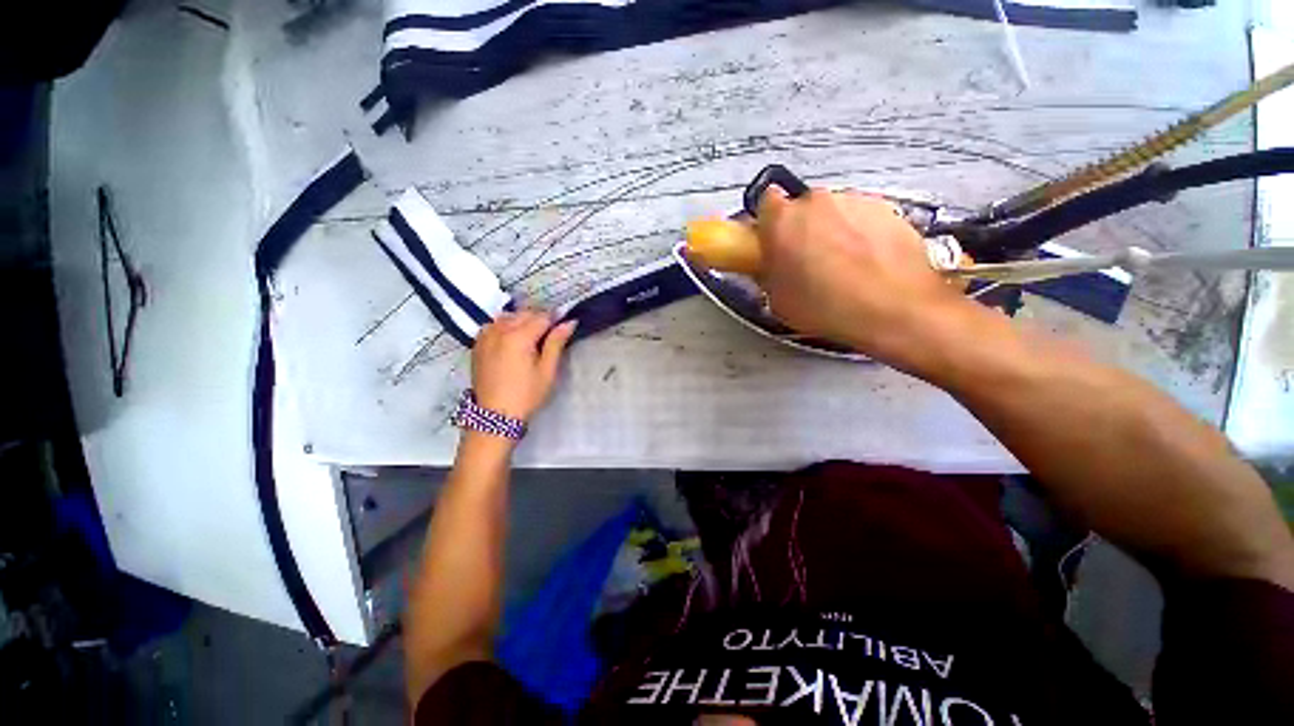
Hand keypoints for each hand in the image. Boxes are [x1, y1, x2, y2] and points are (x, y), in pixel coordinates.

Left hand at [470, 311, 576, 421]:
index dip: (556, 319)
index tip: (565, 326)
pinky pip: (494, 325)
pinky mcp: (478, 344)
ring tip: (532, 338)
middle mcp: (499, 330)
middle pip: (525, 314)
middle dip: (540, 319)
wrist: (495, 415)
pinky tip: (512, 340)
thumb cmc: (527, 394)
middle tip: (550, 336)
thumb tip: (569, 322)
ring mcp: (485, 336)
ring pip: (509, 317)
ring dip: (522, 321)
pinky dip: (505, 326)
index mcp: (518, 336)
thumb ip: (556, 342)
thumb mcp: (547, 370)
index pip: (542, 317)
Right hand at [754, 188, 970, 365]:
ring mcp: (855, 201)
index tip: (772, 241)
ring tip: (842, 266)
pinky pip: (863, 218)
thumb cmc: (825, 307)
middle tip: (806, 261)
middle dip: (802, 229)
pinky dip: (862, 234)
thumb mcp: (777, 300)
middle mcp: (817, 201)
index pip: (766, 202)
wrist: (894, 309)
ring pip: (835, 212)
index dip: (768, 222)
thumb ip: (768, 272)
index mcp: (782, 220)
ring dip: (833, 231)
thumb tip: (770, 265)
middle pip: (803, 208)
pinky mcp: (888, 209)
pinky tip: (868, 264)